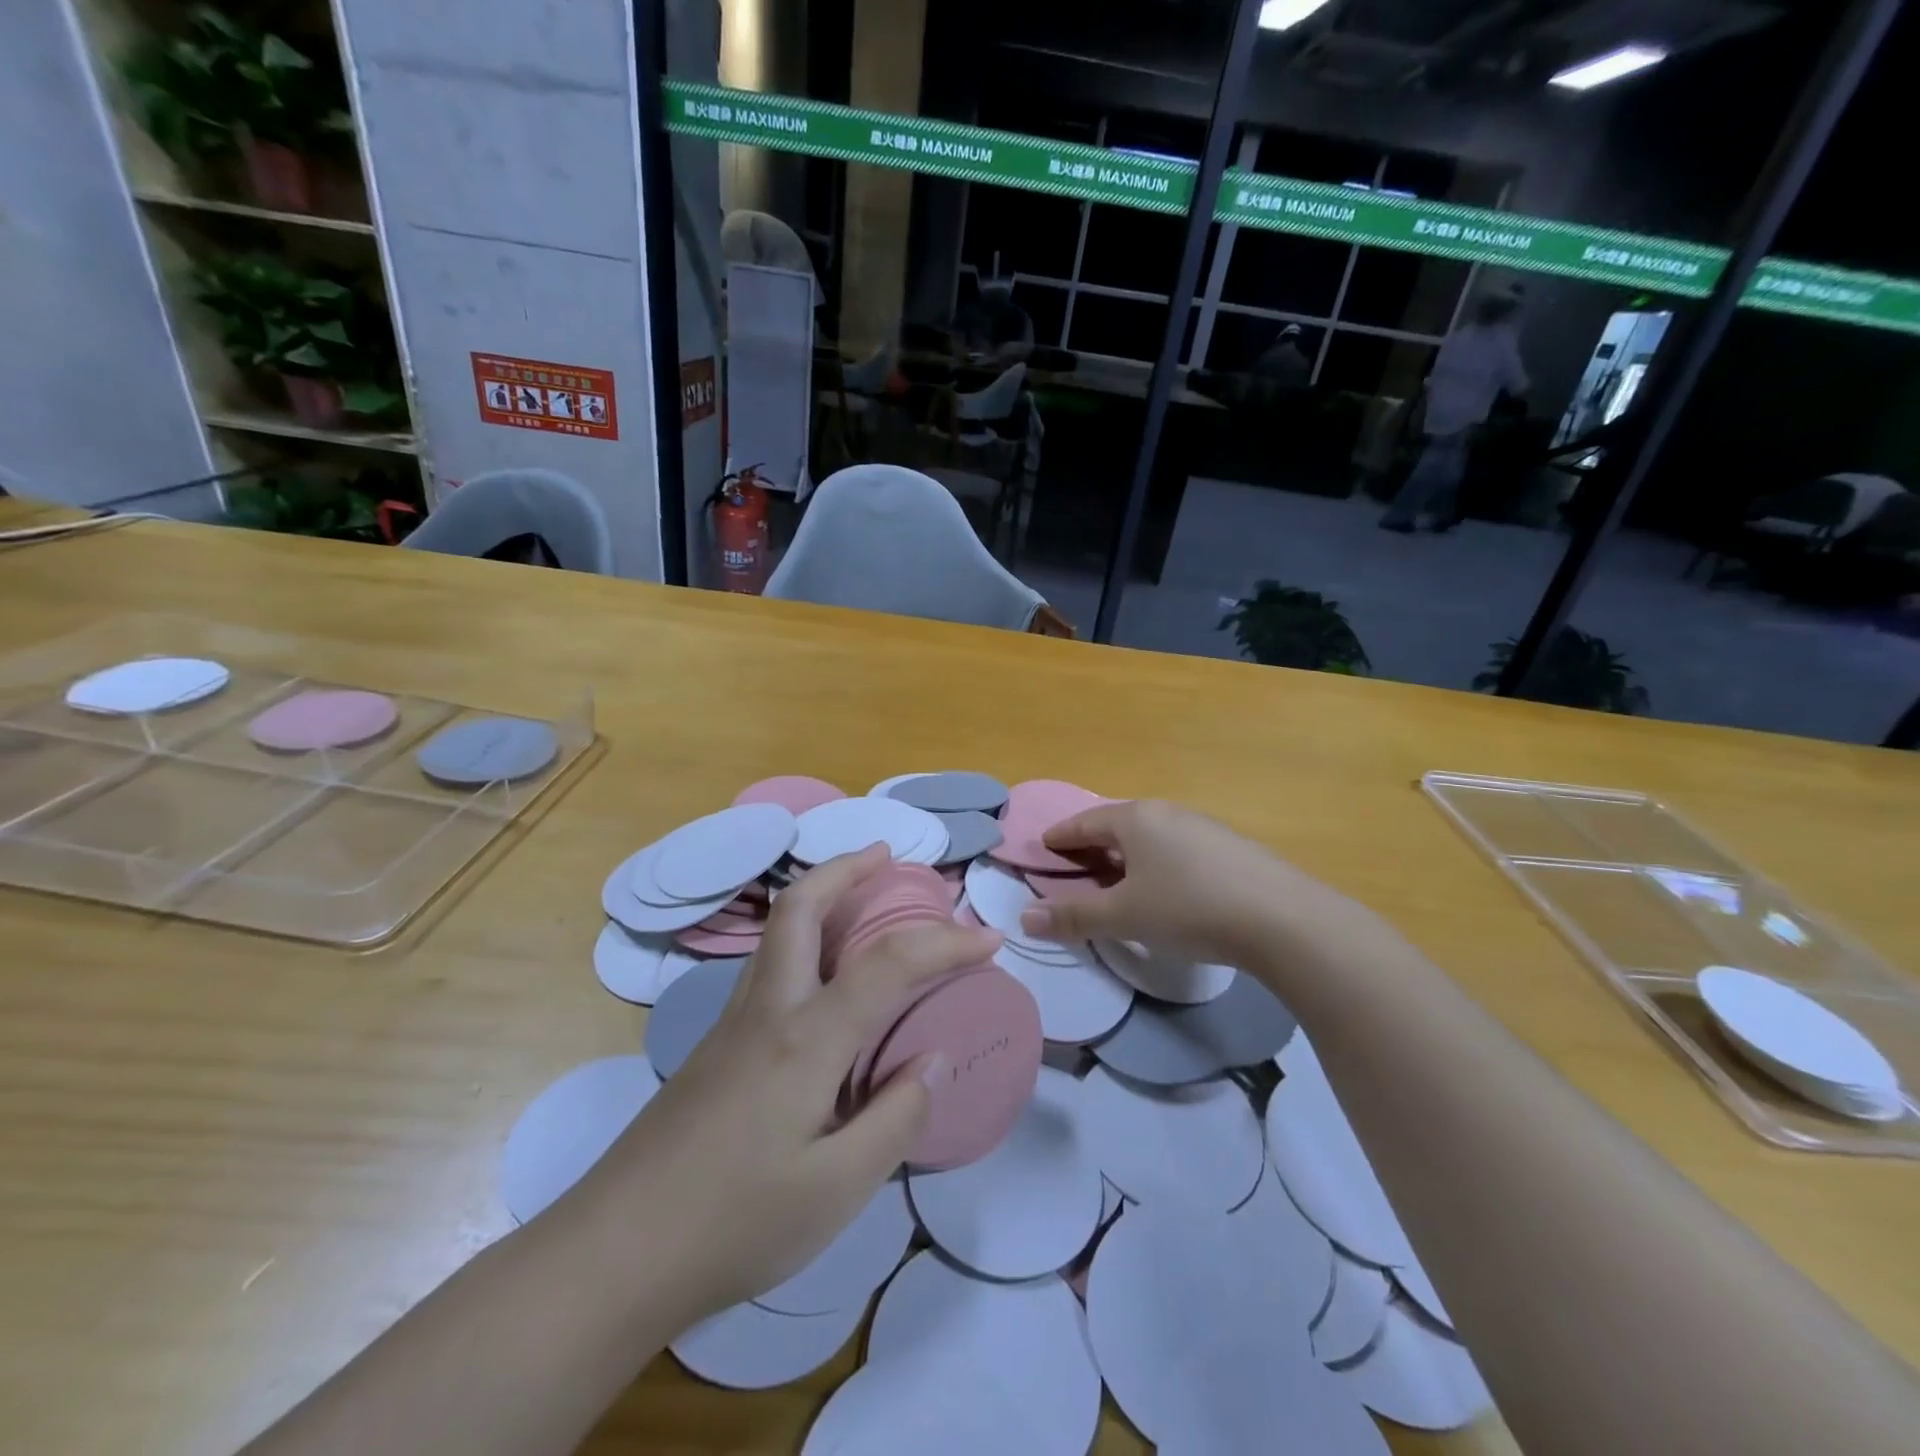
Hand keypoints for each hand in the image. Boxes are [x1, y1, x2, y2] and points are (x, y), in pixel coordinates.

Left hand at [587, 844, 1001, 1325]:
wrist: (612, 1254)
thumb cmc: (733, 1223)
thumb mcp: (836, 1190)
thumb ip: (895, 1117)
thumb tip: (934, 1058)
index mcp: (806, 1037)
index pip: (889, 963)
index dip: (945, 943)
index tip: (989, 939)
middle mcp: (768, 1009)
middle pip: (801, 906)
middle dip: (847, 868)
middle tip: (889, 856)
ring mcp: (733, 1023)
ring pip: (778, 931)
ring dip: (822, 896)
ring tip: (862, 898)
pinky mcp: (715, 1047)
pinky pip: (770, 966)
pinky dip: (805, 941)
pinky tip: (823, 982)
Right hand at [1018, 799, 1357, 966]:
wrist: (1283, 919)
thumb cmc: (1189, 908)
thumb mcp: (1123, 916)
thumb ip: (1073, 916)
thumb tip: (1024, 919)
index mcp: (1135, 819)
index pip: (1084, 823)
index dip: (1060, 837)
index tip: (1044, 848)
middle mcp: (1167, 813)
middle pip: (1118, 826)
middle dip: (1093, 847)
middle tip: (1076, 869)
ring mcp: (1204, 827)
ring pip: (1151, 838)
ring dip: (1128, 857)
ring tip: (1119, 881)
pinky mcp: (1232, 848)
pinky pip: (1179, 850)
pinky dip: (1159, 864)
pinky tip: (1168, 889)